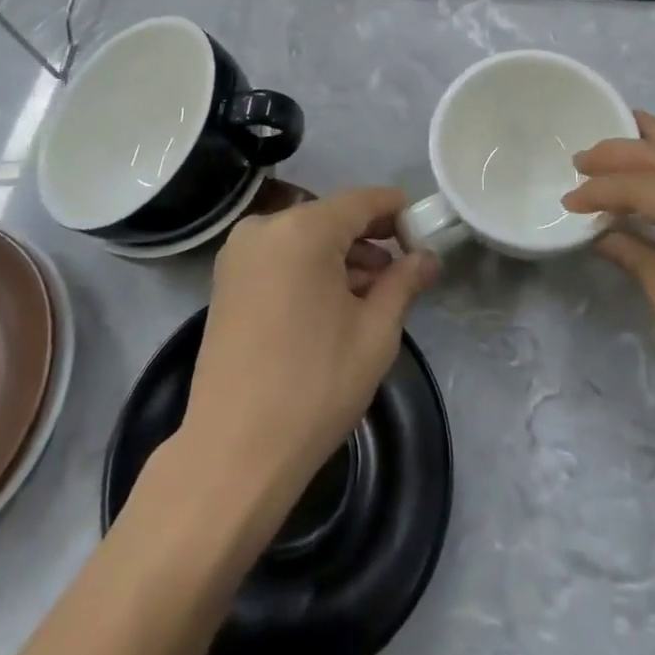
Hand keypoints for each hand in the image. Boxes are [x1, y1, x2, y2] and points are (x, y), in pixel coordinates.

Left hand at [180, 187, 439, 502]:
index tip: (424, 228)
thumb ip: (404, 282)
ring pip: (305, 238)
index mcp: (301, 229)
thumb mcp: (375, 332)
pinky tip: (336, 302)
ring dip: (341, 256)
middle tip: (405, 267)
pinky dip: (311, 268)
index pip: (361, 201)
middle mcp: (264, 227)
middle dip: (370, 238)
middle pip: (331, 217)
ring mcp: (239, 254)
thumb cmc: (314, 386)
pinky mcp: (227, 281)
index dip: (396, 210)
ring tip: (376, 291)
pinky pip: (281, 257)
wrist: (233, 453)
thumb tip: (428, 257)